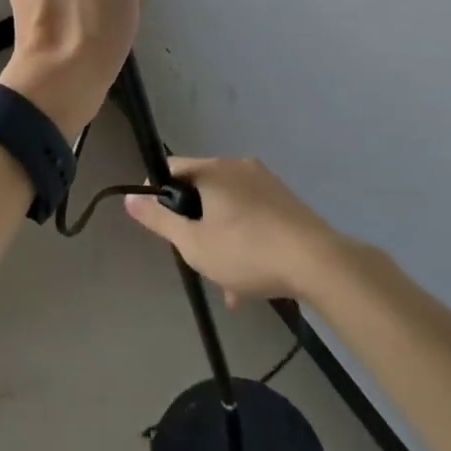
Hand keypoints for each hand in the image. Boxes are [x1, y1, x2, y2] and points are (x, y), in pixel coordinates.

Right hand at [123, 156, 345, 304]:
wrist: (320, 264)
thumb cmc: (247, 251)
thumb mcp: (194, 243)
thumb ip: (159, 221)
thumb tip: (130, 198)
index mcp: (213, 169)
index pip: (172, 168)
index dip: (158, 193)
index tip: (158, 224)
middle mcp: (239, 167)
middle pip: (202, 190)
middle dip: (195, 225)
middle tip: (195, 257)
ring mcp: (267, 184)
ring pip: (229, 209)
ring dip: (221, 239)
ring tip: (226, 284)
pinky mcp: (288, 204)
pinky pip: (253, 217)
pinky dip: (245, 241)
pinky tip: (250, 282)